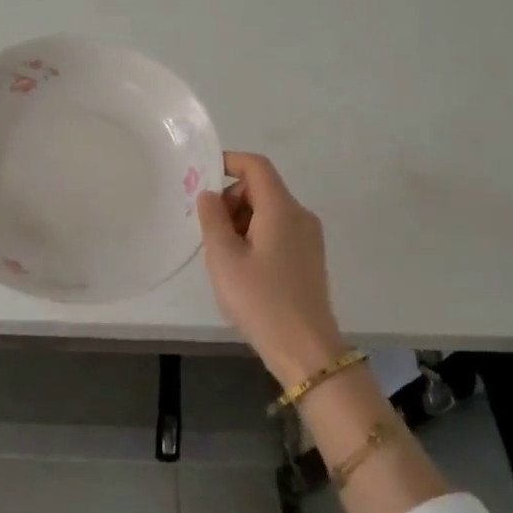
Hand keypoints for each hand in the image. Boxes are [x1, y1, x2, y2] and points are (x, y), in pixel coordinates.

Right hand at [196, 152, 343, 385]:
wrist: (306, 350)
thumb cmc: (261, 300)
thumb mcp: (224, 258)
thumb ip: (212, 219)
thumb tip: (210, 194)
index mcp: (281, 208)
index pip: (256, 166)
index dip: (229, 162)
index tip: (202, 175)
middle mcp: (300, 215)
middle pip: (262, 188)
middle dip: (231, 199)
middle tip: (209, 231)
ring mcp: (309, 238)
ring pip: (269, 211)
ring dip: (241, 220)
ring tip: (223, 255)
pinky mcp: (309, 258)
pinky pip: (278, 231)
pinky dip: (256, 236)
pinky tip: (243, 268)